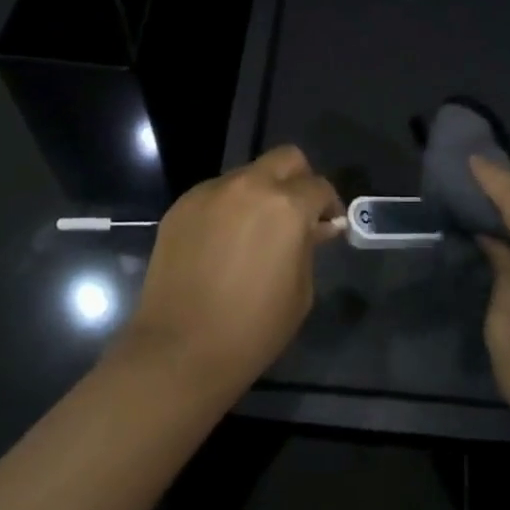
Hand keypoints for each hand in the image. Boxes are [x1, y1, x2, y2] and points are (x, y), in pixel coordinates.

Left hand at [116, 146, 342, 401]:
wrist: (180, 351)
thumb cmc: (253, 329)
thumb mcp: (300, 291)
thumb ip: (309, 247)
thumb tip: (315, 227)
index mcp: (286, 206)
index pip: (319, 186)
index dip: (330, 206)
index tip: (329, 226)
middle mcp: (249, 186)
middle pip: (285, 158)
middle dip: (299, 180)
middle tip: (297, 214)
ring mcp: (210, 192)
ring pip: (247, 175)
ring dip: (260, 194)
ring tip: (254, 232)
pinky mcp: (182, 206)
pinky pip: (216, 195)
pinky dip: (228, 209)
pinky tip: (222, 243)